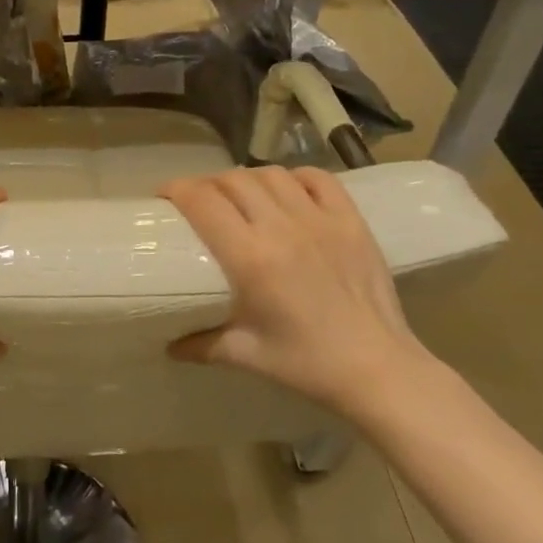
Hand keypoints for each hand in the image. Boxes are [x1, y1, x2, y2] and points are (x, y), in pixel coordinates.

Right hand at [159, 166, 436, 418]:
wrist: (377, 369)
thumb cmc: (306, 363)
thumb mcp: (244, 355)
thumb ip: (201, 344)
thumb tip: (169, 345)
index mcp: (251, 259)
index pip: (203, 201)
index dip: (177, 189)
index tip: (165, 197)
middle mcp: (282, 228)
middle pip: (233, 180)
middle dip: (208, 184)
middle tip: (199, 201)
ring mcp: (321, 220)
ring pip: (272, 174)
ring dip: (248, 179)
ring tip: (242, 196)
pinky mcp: (352, 221)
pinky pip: (318, 178)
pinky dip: (295, 177)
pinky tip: (287, 192)